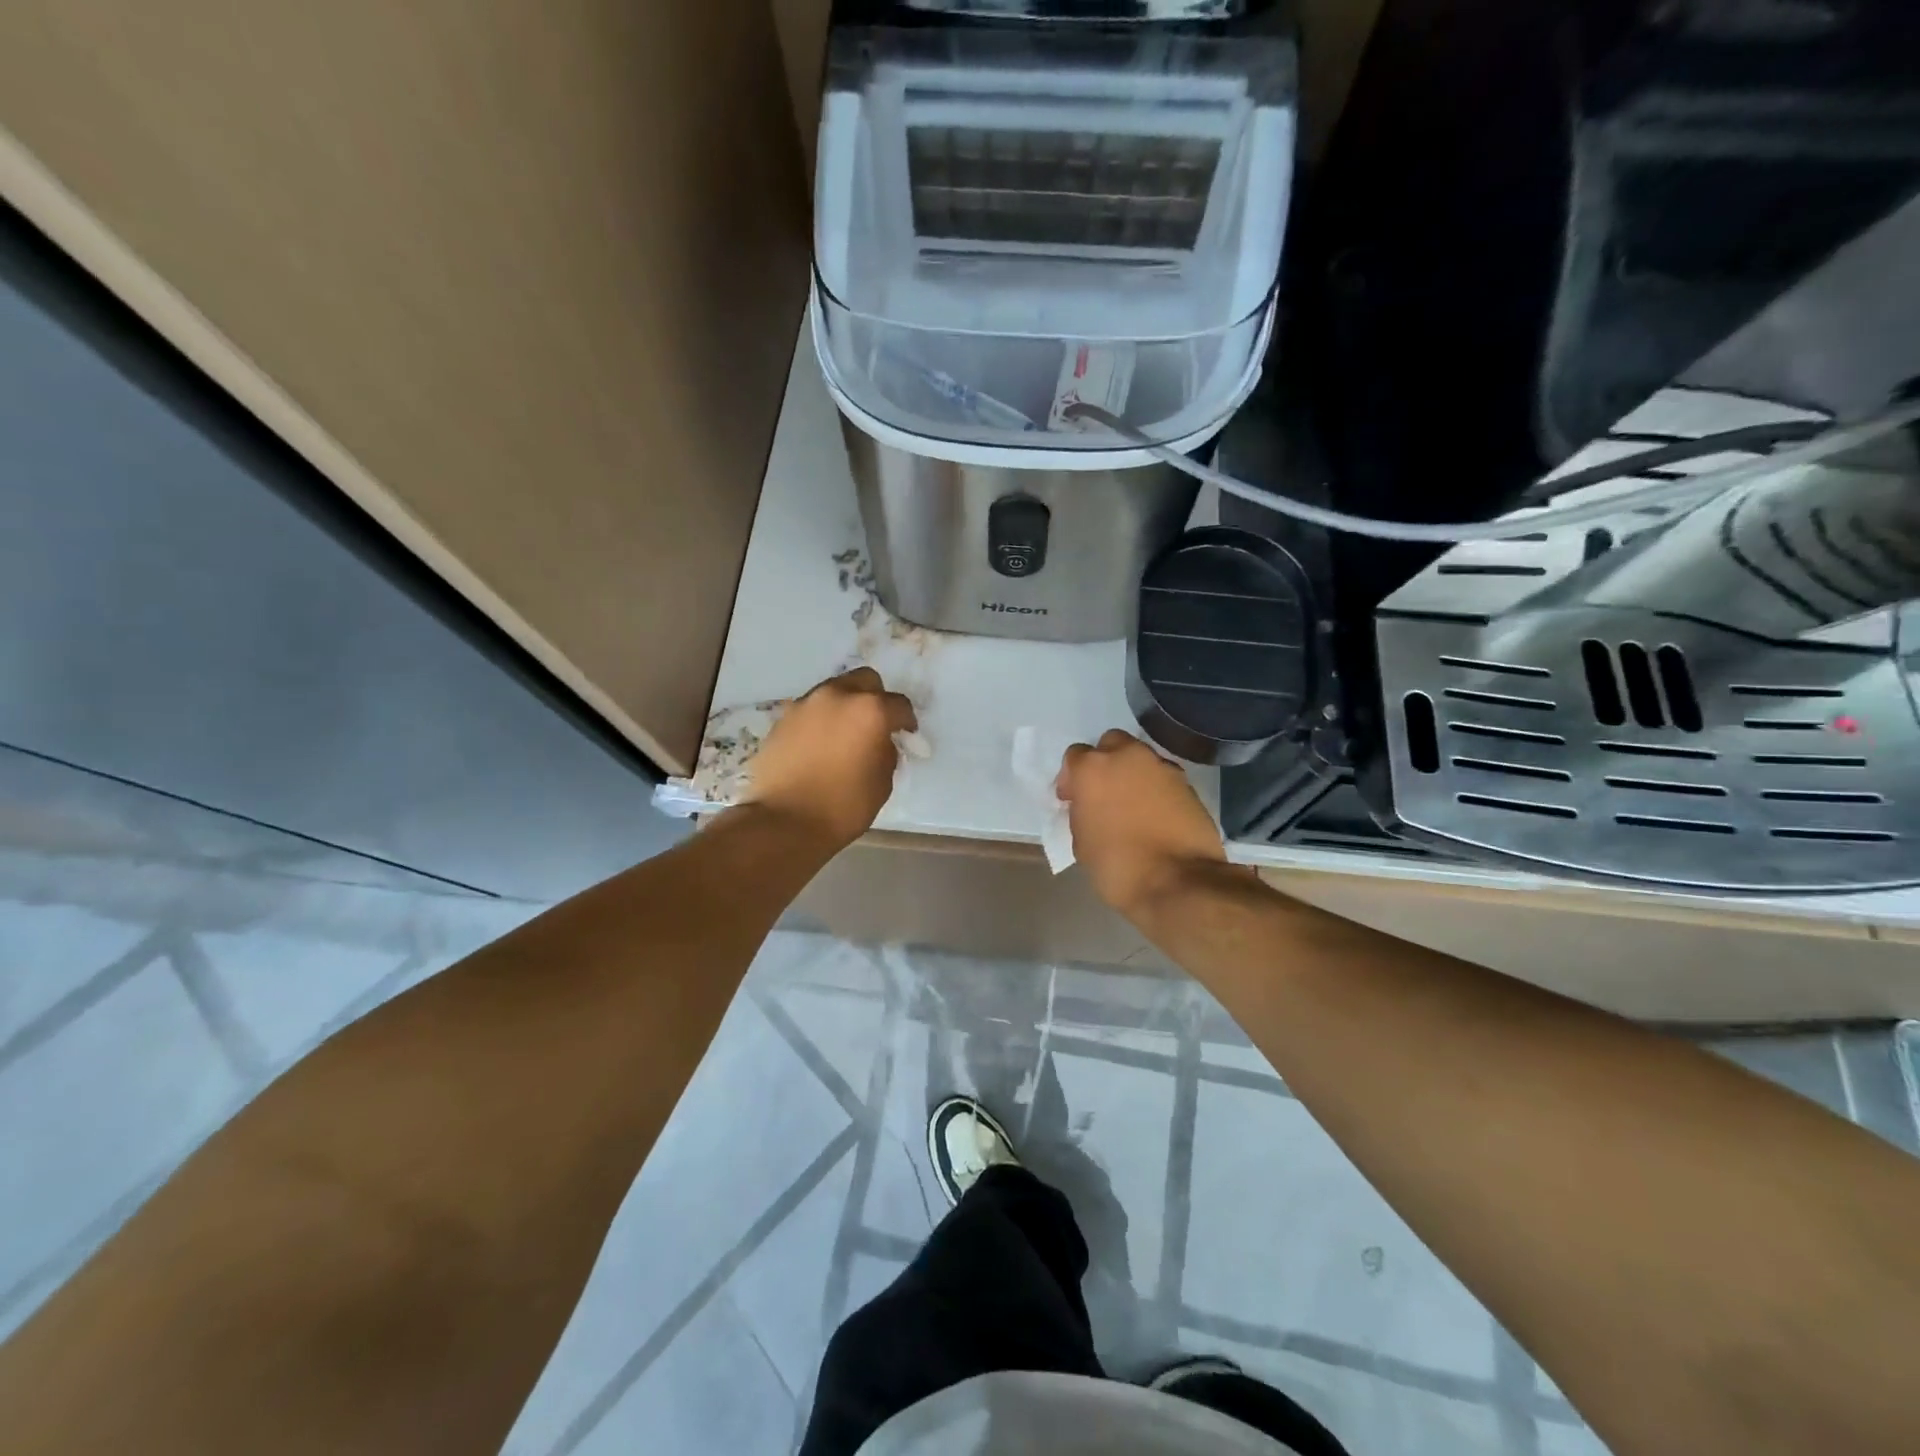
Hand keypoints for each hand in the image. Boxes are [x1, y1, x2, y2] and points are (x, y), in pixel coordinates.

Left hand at [741, 668, 916, 847]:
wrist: (783, 821)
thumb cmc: (842, 807)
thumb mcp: (882, 783)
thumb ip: (886, 753)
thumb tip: (880, 742)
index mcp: (870, 711)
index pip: (899, 704)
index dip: (906, 721)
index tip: (906, 735)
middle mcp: (838, 696)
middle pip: (865, 680)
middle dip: (875, 698)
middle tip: (875, 724)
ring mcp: (806, 704)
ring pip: (835, 690)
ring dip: (845, 705)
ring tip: (844, 734)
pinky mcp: (783, 718)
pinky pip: (811, 709)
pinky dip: (821, 719)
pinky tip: (820, 744)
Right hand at [1056, 730, 1234, 919]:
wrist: (1178, 883)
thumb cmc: (1117, 866)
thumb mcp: (1081, 842)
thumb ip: (1082, 813)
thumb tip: (1090, 807)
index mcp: (1092, 768)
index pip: (1075, 756)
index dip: (1071, 778)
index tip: (1072, 800)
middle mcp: (1128, 757)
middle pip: (1111, 744)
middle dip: (1105, 762)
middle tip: (1104, 792)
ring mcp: (1162, 767)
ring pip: (1141, 758)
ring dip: (1133, 774)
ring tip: (1133, 806)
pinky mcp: (1188, 784)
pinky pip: (1164, 778)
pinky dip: (1157, 790)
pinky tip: (1156, 815)